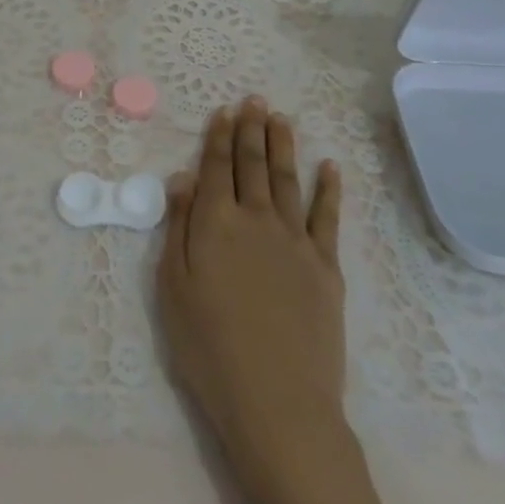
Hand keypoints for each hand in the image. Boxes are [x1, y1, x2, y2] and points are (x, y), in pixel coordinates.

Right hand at [157, 99, 390, 503]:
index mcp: (217, 222)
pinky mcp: (326, 266)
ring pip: (288, 179)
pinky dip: (329, 188)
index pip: (217, 166)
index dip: (219, 136)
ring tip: (281, 118)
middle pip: (253, 163)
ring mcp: (296, 239)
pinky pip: (328, 217)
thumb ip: (179, 228)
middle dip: (252, 128)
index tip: (224, 110)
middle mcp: (257, 218)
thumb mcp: (174, 289)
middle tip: (255, 99)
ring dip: (284, 145)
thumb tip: (183, 178)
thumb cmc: (211, 348)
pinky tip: (330, 167)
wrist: (278, 403)